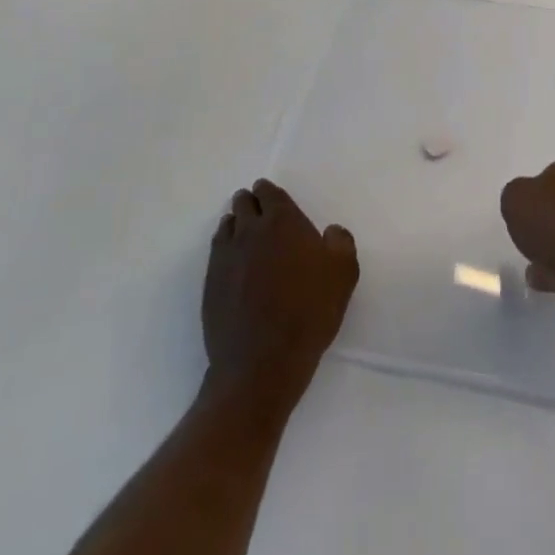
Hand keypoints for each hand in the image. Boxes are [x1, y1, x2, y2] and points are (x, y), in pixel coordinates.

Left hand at [203, 179, 358, 411]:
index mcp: (282, 221)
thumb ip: (341, 241)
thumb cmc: (309, 311)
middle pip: (243, 204)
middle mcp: (249, 231)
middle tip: (256, 208)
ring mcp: (226, 258)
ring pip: (226, 226)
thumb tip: (330, 232)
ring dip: (234, 223)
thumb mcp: (344, 272)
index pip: (269, 193)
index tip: (268, 192)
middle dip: (249, 202)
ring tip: (241, 231)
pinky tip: (232, 260)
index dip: (268, 191)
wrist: (262, 363)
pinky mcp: (211, 285)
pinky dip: (224, 248)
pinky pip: (216, 254)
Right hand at [500, 159, 554, 326]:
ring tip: (533, 264)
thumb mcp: (515, 199)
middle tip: (528, 235)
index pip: (552, 174)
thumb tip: (523, 201)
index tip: (523, 211)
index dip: (535, 192)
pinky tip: (544, 280)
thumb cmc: (554, 223)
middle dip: (548, 219)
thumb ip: (515, 195)